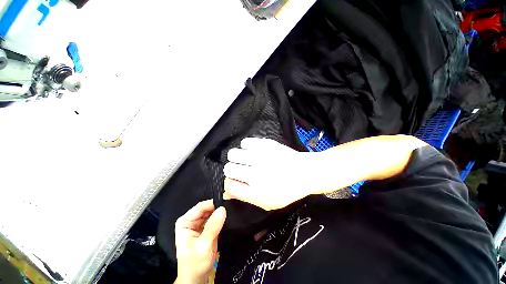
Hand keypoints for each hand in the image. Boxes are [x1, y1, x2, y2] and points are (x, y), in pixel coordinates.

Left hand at [174, 200, 226, 283]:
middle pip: (207, 208)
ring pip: (212, 212)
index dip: (213, 203)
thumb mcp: (203, 246)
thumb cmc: (195, 263)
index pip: (200, 207)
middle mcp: (192, 220)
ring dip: (220, 211)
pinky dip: (221, 217)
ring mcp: (199, 223)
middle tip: (231, 205)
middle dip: (218, 207)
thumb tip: (222, 209)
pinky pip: (215, 218)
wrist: (197, 277)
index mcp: (185, 222)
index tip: (226, 201)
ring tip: (231, 209)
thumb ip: (212, 227)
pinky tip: (229, 215)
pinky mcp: (207, 227)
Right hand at [224, 138, 314, 210]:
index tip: (235, 180)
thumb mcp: (267, 202)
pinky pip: (245, 142)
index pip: (229, 185)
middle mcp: (256, 174)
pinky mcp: (265, 144)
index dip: (229, 183)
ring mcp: (261, 157)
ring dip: (237, 157)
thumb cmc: (287, 190)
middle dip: (232, 169)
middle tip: (241, 169)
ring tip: (246, 159)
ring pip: (233, 154)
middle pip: (228, 168)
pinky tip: (254, 150)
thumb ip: (245, 197)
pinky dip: (246, 146)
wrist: (305, 172)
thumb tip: (226, 192)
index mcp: (256, 192)